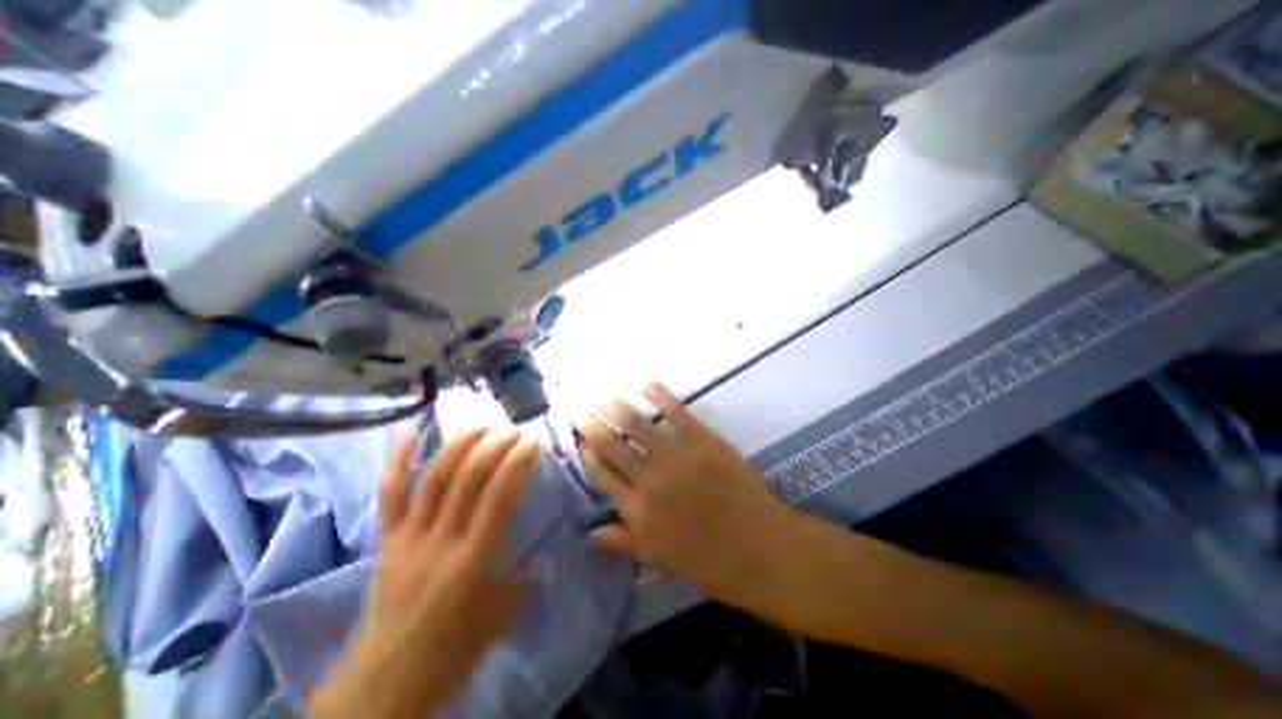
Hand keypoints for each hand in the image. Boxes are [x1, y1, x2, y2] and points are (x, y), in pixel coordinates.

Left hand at [312, 428, 535, 717]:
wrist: (382, 686)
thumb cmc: (451, 650)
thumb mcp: (501, 615)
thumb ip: (525, 576)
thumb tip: (547, 550)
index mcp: (471, 559)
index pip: (498, 496)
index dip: (516, 463)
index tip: (531, 443)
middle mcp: (439, 539)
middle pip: (466, 479)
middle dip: (492, 447)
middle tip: (512, 430)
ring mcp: (408, 536)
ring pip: (432, 477)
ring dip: (458, 445)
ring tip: (480, 425)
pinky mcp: (386, 539)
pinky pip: (389, 494)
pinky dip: (397, 459)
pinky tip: (410, 429)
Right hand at [573, 383, 798, 611]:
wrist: (758, 547)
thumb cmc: (708, 559)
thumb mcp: (658, 558)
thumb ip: (621, 541)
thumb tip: (587, 533)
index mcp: (637, 511)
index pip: (601, 474)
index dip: (587, 453)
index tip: (578, 438)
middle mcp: (649, 480)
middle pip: (611, 445)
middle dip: (591, 424)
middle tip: (578, 407)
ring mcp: (676, 457)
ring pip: (635, 425)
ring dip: (614, 405)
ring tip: (600, 393)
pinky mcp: (701, 440)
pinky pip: (674, 412)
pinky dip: (657, 394)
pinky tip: (643, 382)